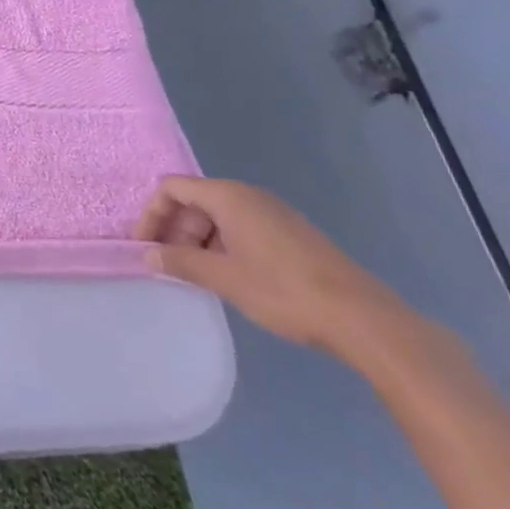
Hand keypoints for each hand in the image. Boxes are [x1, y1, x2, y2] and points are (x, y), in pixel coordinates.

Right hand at [135, 175, 403, 355]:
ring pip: (218, 216)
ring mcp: (273, 213)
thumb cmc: (285, 291)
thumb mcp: (225, 278)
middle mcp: (248, 195)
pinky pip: (241, 227)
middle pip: (194, 200)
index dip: (152, 214)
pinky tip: (229, 276)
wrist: (365, 320)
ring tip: (196, 274)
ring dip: (198, 240)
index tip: (144, 246)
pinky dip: (223, 245)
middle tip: (168, 264)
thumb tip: (148, 254)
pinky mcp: (291, 233)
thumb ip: (181, 262)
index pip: (172, 188)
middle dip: (175, 229)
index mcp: (228, 196)